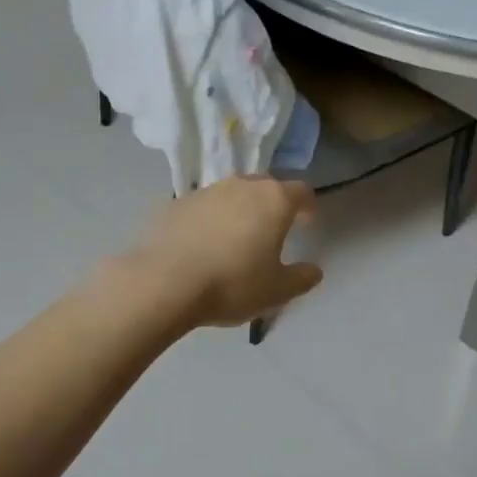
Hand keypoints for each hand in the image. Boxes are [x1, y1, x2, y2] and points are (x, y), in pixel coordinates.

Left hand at [125, 176, 322, 328]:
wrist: (163, 283)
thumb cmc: (232, 284)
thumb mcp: (277, 291)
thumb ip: (301, 278)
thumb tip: (314, 270)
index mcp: (274, 201)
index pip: (301, 191)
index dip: (308, 206)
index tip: (308, 221)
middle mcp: (242, 186)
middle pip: (266, 186)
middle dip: (274, 203)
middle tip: (274, 228)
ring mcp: (206, 191)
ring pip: (232, 193)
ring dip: (240, 209)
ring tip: (236, 238)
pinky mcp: (175, 203)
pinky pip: (203, 207)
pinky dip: (210, 219)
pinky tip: (203, 245)